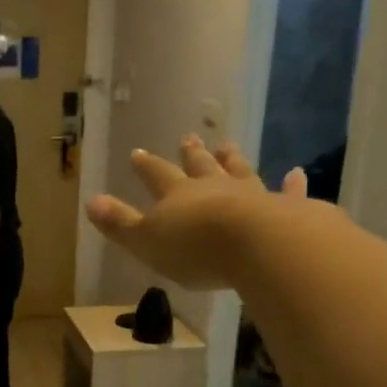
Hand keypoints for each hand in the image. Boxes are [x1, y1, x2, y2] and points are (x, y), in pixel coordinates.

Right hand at [86, 135, 313, 289]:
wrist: (257, 246)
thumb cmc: (195, 248)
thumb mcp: (145, 241)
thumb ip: (119, 223)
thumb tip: (91, 201)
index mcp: (177, 195)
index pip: (157, 176)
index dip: (146, 166)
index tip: (138, 153)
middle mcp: (213, 188)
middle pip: (200, 167)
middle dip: (191, 155)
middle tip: (188, 138)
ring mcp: (251, 195)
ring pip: (238, 172)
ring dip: (231, 160)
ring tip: (227, 145)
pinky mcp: (284, 209)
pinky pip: (287, 193)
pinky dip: (290, 184)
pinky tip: (295, 174)